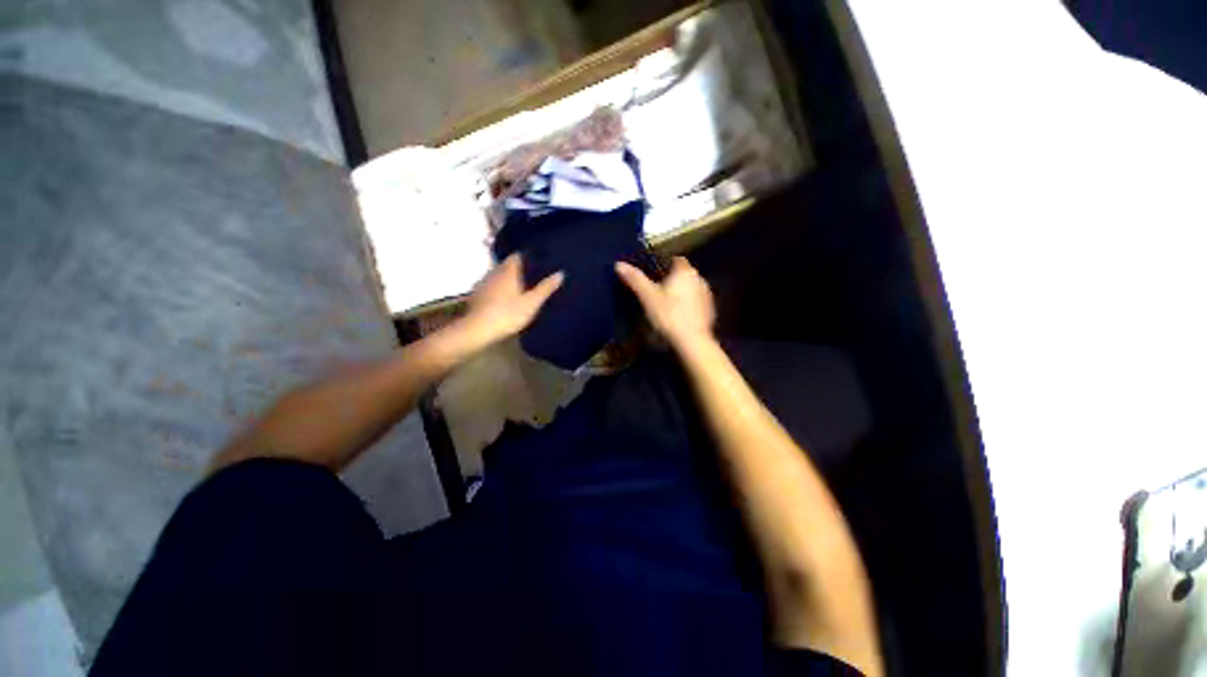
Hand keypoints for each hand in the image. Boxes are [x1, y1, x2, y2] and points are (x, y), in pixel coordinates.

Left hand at [454, 254, 563, 353]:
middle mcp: (494, 272)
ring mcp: (484, 283)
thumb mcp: (532, 303)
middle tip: (532, 274)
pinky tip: (504, 298)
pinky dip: (499, 288)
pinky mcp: (477, 295)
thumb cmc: (508, 314)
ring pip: (498, 275)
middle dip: (519, 268)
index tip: (538, 260)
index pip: (517, 255)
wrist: (478, 329)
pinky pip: (491, 286)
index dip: (527, 256)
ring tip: (520, 285)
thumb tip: (560, 273)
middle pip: (507, 265)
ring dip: (508, 278)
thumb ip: (545, 288)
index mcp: (509, 271)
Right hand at [616, 257, 714, 348]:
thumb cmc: (669, 315)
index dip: (663, 265)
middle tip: (655, 291)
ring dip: (680, 294)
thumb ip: (635, 279)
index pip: (675, 260)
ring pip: (690, 289)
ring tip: (665, 305)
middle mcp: (700, 279)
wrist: (692, 341)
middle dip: (671, 281)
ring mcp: (707, 296)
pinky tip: (677, 317)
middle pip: (683, 275)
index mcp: (685, 271)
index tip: (652, 275)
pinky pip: (695, 303)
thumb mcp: (648, 297)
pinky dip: (687, 306)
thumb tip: (619, 264)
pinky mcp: (710, 311)